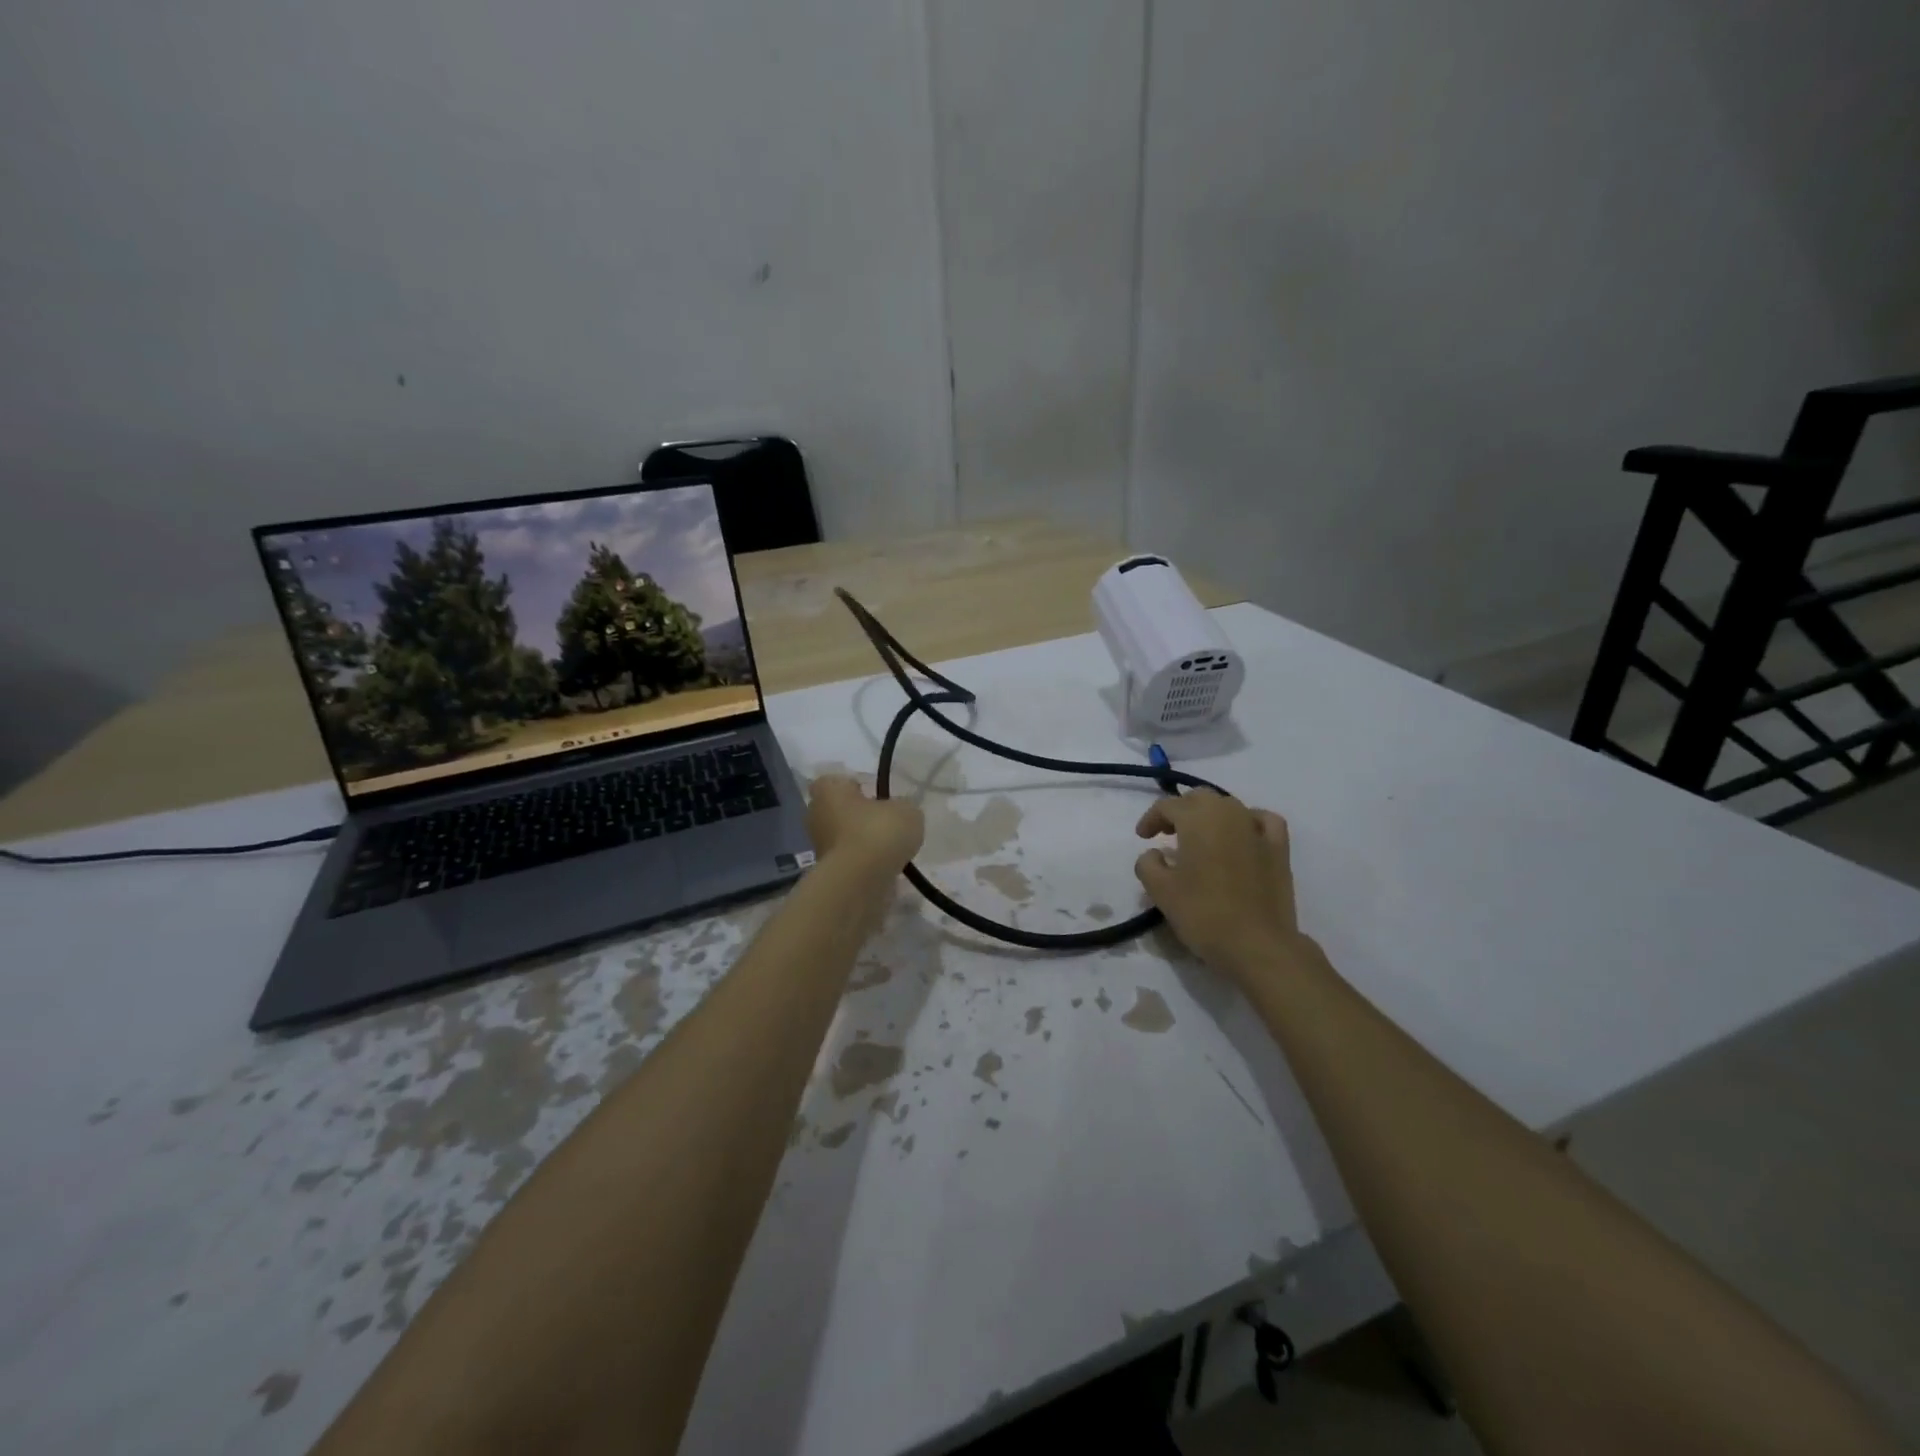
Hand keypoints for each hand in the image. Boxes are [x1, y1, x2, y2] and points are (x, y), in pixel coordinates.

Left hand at [806, 774, 923, 873]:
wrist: (860, 881)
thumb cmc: (878, 832)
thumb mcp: (906, 811)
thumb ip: (902, 808)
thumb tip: (898, 813)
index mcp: (828, 790)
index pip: (835, 782)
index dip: (854, 787)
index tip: (874, 796)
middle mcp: (816, 815)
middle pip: (837, 811)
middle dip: (858, 816)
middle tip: (884, 822)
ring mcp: (818, 846)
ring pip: (842, 837)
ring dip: (861, 842)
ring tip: (889, 849)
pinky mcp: (827, 873)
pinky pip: (849, 861)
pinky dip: (863, 864)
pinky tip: (884, 868)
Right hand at [1133, 790, 1312, 980]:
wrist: (1258, 945)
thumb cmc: (1203, 914)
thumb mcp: (1160, 891)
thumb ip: (1148, 864)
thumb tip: (1155, 854)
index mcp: (1198, 819)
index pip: (1168, 806)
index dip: (1151, 818)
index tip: (1142, 837)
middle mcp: (1229, 814)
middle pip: (1200, 798)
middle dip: (1181, 810)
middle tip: (1167, 833)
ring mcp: (1257, 829)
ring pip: (1230, 806)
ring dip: (1210, 815)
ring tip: (1200, 838)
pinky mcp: (1280, 848)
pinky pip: (1262, 820)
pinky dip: (1248, 821)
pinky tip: (1242, 835)